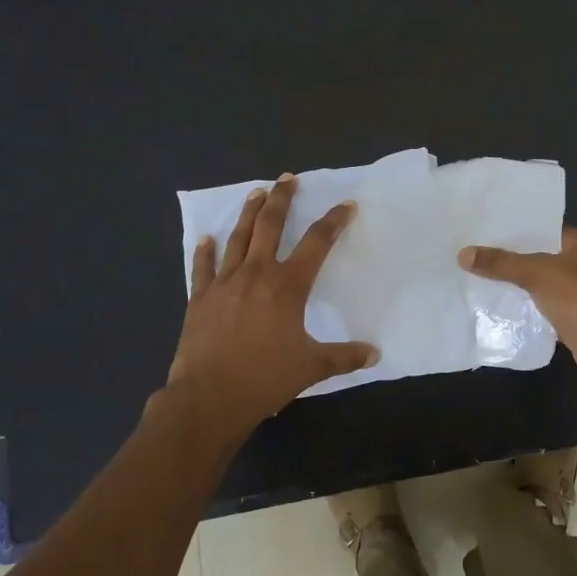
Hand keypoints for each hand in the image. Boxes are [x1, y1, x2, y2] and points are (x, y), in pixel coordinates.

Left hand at [162, 174, 378, 444]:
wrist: (209, 397)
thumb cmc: (265, 379)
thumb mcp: (312, 367)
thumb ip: (344, 357)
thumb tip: (375, 354)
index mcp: (288, 286)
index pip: (317, 243)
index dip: (333, 221)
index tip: (345, 205)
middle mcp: (256, 274)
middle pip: (270, 225)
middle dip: (282, 199)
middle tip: (287, 179)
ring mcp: (224, 283)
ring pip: (237, 238)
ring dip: (248, 213)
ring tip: (256, 193)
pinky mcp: (200, 298)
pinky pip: (202, 267)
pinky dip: (204, 251)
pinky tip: (205, 238)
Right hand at [459, 227, 576, 399]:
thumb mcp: (540, 274)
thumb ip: (502, 264)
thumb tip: (463, 253)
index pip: (540, 228)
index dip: (511, 228)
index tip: (477, 228)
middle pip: (535, 256)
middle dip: (505, 258)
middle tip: (466, 252)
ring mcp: (576, 294)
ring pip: (535, 284)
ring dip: (510, 285)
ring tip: (470, 276)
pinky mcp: (570, 321)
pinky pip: (538, 309)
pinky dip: (520, 309)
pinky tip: (491, 306)